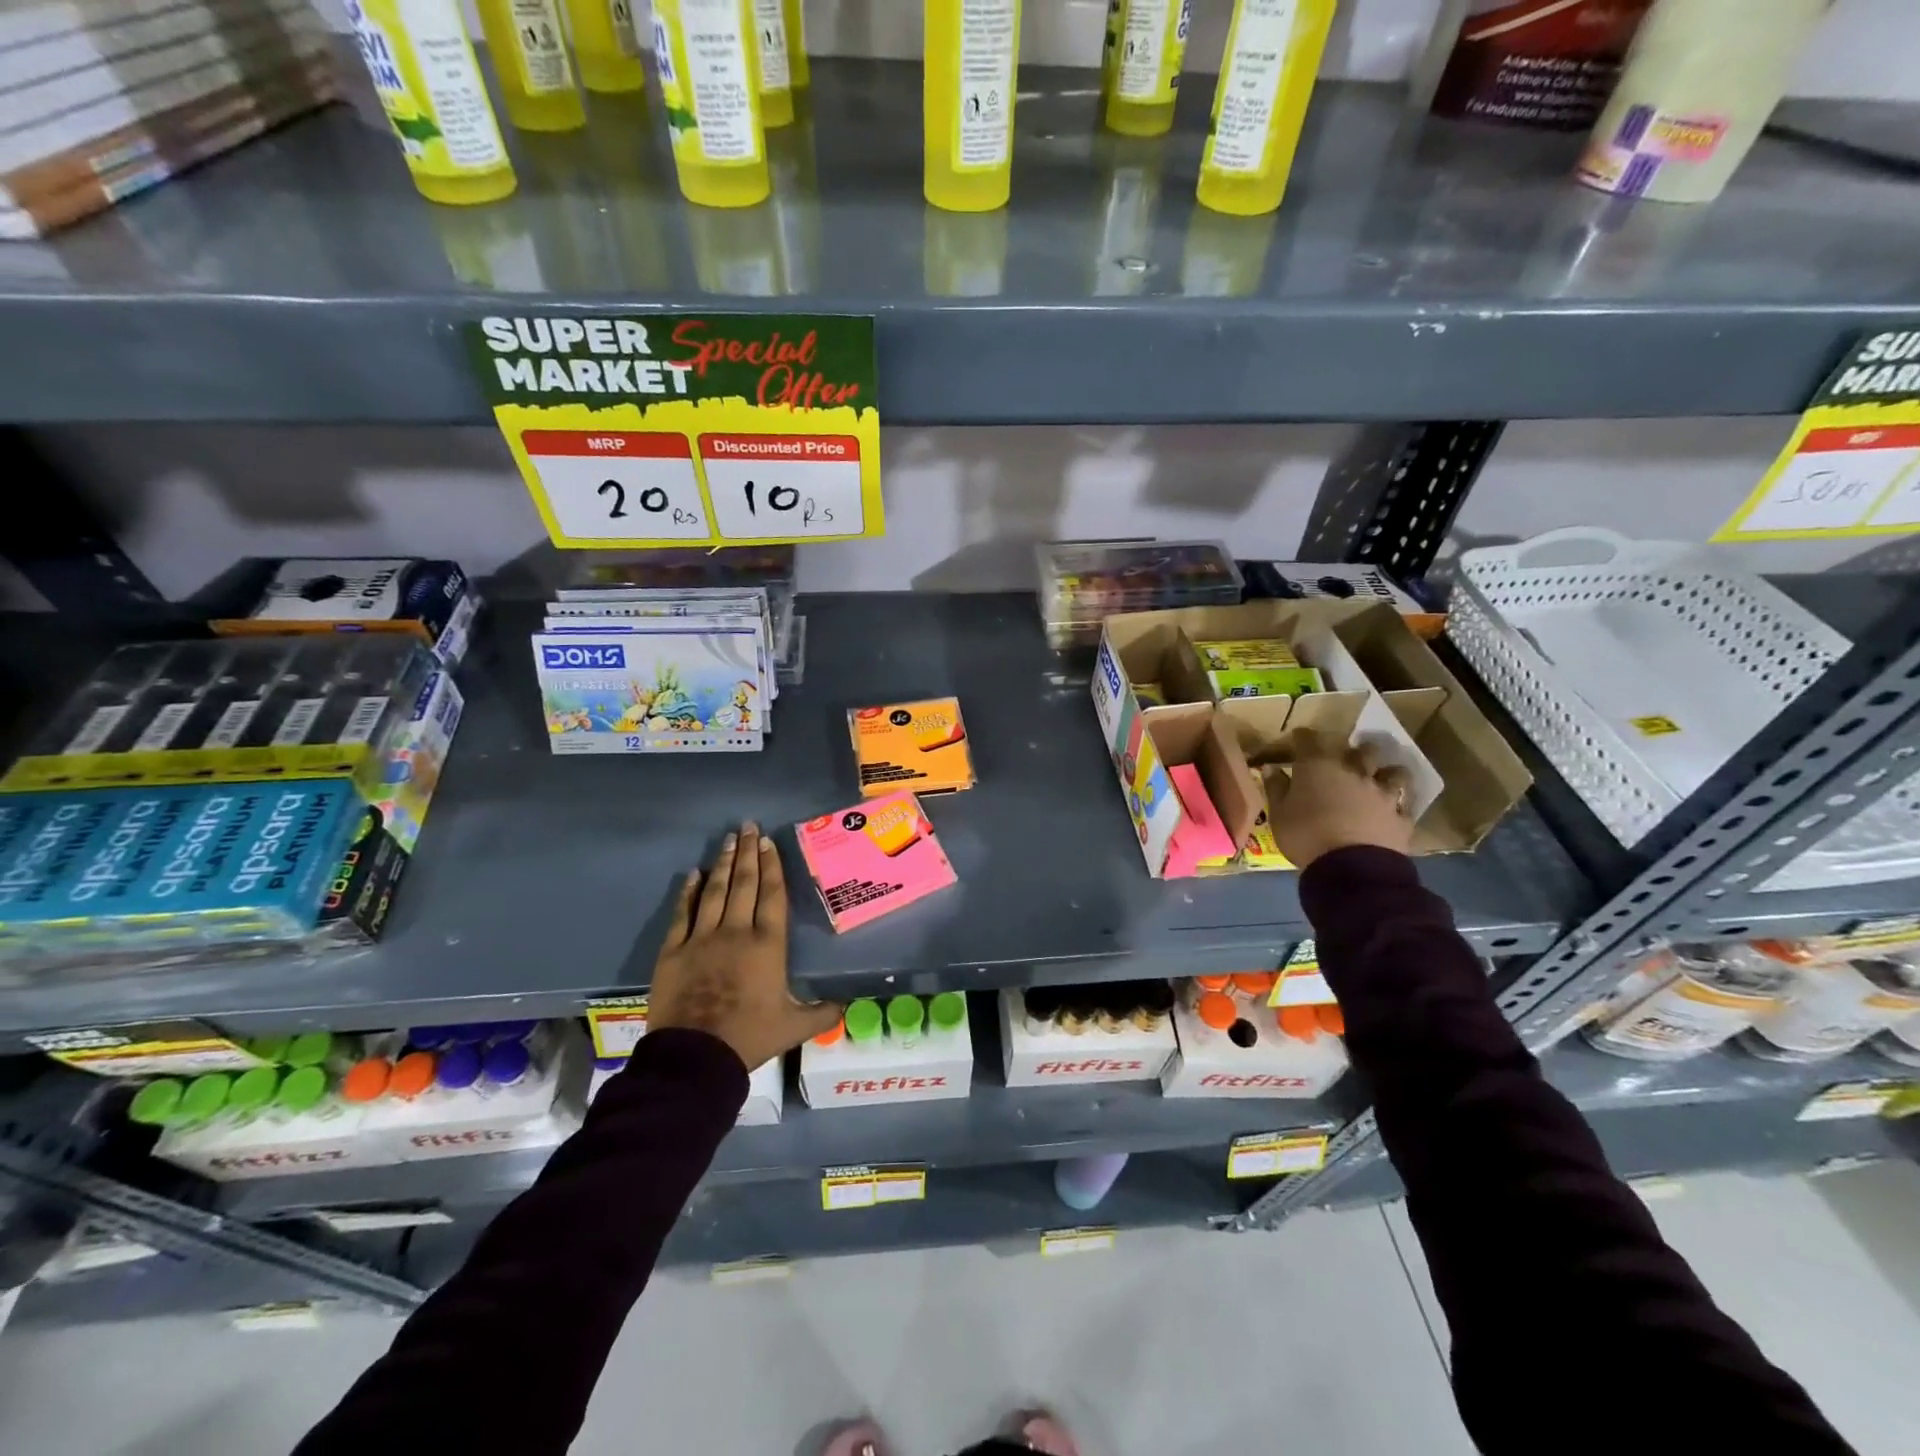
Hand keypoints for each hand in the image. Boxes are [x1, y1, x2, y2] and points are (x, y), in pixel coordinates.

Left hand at [646, 822, 841, 1070]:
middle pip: (744, 885)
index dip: (772, 866)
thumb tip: (847, 1005)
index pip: (771, 895)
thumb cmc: (749, 1036)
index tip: (769, 842)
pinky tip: (694, 874)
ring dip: (724, 864)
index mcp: (767, 945)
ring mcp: (701, 938)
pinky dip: (688, 892)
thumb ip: (822, 1013)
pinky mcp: (674, 951)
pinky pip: (682, 914)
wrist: (695, 1057)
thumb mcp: (794, 1027)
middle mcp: (736, 932)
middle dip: (748, 853)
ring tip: (728, 840)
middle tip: (748, 826)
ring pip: (715, 892)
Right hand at [1267, 730, 1414, 869]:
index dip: (1303, 737)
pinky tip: (1394, 808)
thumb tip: (1272, 768)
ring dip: (1386, 772)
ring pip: (1393, 772)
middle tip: (1346, 759)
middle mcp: (1353, 771)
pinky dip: (1399, 804)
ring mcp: (1381, 793)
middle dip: (1354, 750)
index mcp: (1318, 767)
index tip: (1298, 738)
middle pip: (1360, 749)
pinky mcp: (1400, 816)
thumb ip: (1276, 788)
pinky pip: (1404, 805)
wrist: (1350, 868)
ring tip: (1380, 778)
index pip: (1309, 739)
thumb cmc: (1305, 836)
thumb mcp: (1278, 814)